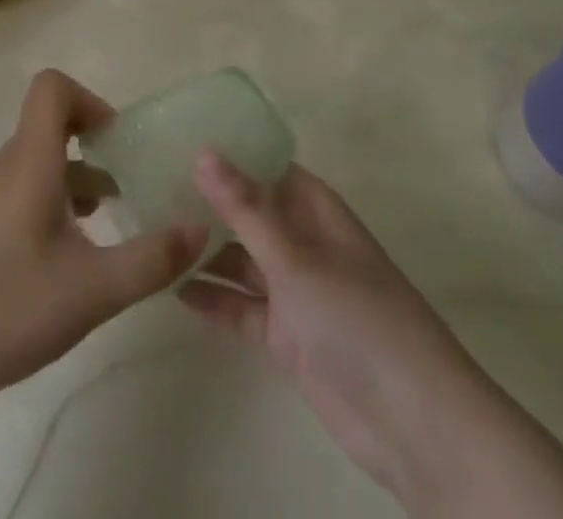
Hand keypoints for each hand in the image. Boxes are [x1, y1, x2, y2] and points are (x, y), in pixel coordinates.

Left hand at [0, 70, 204, 400]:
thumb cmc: (7, 308)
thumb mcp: (93, 289)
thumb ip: (151, 259)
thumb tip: (201, 230)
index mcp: (31, 160)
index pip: (52, 87)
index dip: (90, 100)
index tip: (117, 142)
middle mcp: (7, 165)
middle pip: (51, 123)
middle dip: (94, 144)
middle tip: (127, 183)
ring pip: (39, 160)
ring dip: (77, 177)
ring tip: (108, 221)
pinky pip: (24, 188)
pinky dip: (54, 201)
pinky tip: (70, 255)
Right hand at [179, 153, 480, 502]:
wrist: (411, 422)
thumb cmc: (356, 317)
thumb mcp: (295, 257)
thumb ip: (245, 208)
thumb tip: (202, 150)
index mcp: (315, 210)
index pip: (267, 166)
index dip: (229, 153)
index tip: (178, 140)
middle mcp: (304, 242)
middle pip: (250, 212)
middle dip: (209, 203)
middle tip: (150, 188)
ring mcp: (296, 290)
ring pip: (242, 260)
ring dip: (206, 251)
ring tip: (154, 236)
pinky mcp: (287, 336)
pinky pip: (243, 307)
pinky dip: (215, 299)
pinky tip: (175, 289)